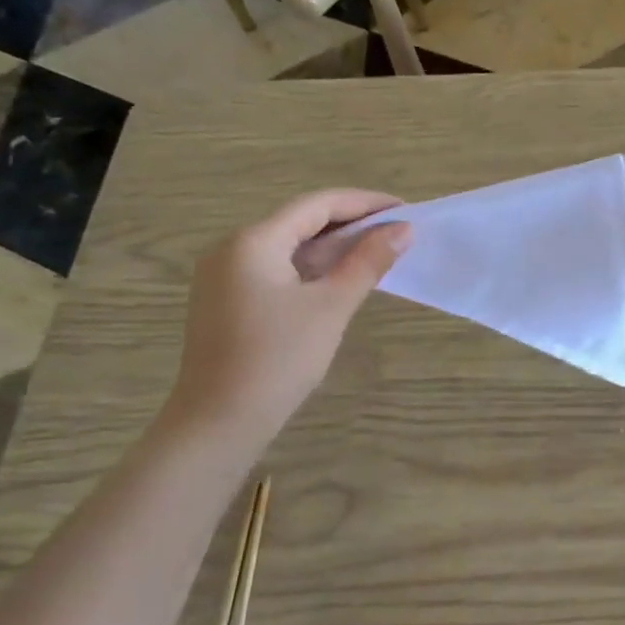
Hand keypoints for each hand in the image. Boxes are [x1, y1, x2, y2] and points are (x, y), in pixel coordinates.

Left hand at [164, 190, 410, 446]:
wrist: (220, 421)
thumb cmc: (279, 358)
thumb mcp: (331, 306)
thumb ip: (368, 262)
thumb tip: (403, 229)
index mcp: (254, 241)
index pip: (317, 205)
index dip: (364, 203)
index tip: (405, 210)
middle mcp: (232, 248)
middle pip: (301, 222)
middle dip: (351, 224)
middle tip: (397, 232)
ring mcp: (224, 274)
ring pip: (289, 246)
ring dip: (333, 248)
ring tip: (378, 252)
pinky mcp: (226, 299)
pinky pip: (276, 268)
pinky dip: (311, 268)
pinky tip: (340, 278)